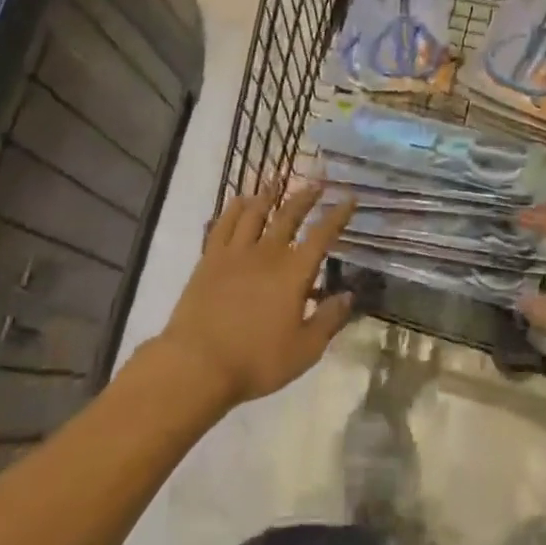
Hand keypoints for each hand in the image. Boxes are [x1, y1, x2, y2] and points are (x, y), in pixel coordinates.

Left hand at [157, 182, 356, 409]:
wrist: (197, 364)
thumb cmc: (255, 361)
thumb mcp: (304, 351)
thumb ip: (328, 320)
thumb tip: (348, 295)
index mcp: (294, 273)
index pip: (322, 235)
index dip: (337, 215)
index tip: (349, 198)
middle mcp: (268, 253)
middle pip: (289, 215)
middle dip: (305, 197)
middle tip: (316, 183)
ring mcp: (236, 252)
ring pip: (255, 212)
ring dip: (269, 194)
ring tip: (277, 180)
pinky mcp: (210, 258)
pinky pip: (224, 223)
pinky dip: (234, 208)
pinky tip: (239, 200)